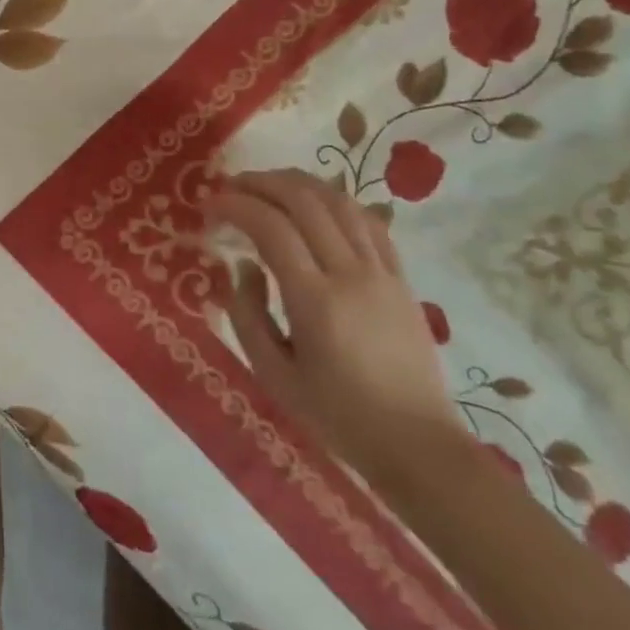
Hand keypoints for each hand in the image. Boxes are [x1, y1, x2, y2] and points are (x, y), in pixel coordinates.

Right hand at [207, 169, 461, 490]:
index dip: (236, 205)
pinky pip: (369, 222)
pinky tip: (315, 204)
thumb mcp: (273, 375)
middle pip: (305, 201)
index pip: (271, 228)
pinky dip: (336, 201)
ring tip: (268, 185)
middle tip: (232, 185)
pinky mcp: (401, 279)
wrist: (418, 446)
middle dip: (262, 182)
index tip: (210, 204)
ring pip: (340, 201)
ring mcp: (382, 273)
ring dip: (298, 183)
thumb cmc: (337, 417)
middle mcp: (351, 275)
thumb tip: (244, 266)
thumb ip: (247, 314)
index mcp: (315, 301)